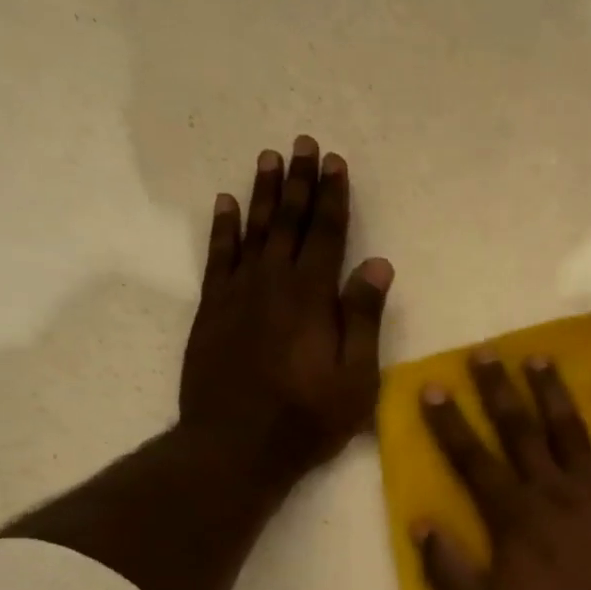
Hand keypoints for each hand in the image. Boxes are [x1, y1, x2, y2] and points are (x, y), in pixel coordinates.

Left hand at [181, 135, 394, 478]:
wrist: (235, 445)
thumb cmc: (308, 418)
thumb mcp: (356, 377)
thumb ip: (364, 318)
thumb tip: (378, 264)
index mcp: (313, 297)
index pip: (327, 235)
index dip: (333, 198)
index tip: (336, 163)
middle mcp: (273, 283)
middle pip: (288, 222)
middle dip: (299, 182)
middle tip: (303, 144)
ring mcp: (237, 294)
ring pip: (252, 231)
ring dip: (262, 194)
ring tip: (269, 158)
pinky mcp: (212, 311)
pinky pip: (218, 257)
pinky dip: (222, 228)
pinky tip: (226, 205)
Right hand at [415, 352, 590, 589]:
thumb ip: (447, 571)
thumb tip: (420, 525)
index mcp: (513, 515)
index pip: (472, 459)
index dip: (449, 423)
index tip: (432, 387)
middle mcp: (550, 488)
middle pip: (518, 431)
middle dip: (497, 390)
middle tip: (483, 352)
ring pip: (567, 428)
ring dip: (551, 390)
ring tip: (537, 355)